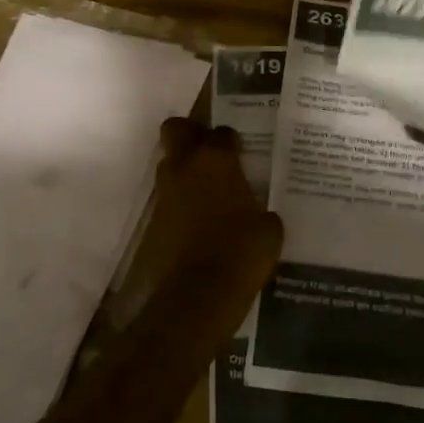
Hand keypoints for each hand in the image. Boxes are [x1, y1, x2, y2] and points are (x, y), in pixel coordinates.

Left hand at [119, 117, 283, 312]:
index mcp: (217, 160)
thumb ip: (263, 211)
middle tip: (210, 151)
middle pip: (176, 129)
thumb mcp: (269, 230)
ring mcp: (165, 191)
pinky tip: (199, 217)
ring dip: (184, 168)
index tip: (241, 152)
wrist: (199, 293)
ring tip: (207, 188)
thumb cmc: (242, 252)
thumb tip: (260, 215)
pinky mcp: (154, 218)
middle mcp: (185, 166)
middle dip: (190, 133)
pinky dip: (180, 199)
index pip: (222, 132)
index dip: (232, 140)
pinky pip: (168, 196)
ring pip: (169, 162)